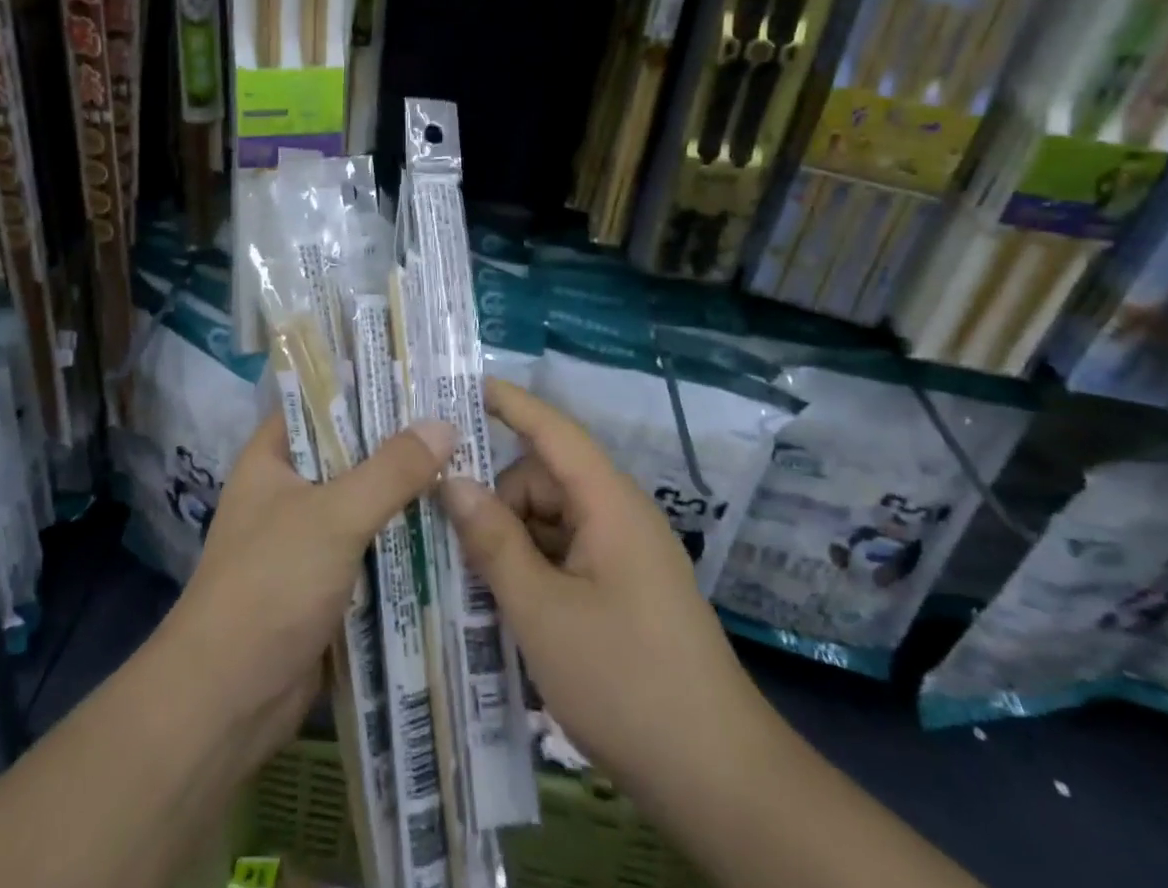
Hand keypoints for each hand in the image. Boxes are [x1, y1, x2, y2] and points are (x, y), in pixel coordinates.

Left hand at [161, 407, 456, 765]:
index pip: (322, 401)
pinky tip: (454, 530)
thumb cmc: (270, 585)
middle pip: (351, 453)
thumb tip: (445, 425)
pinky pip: (371, 548)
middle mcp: (289, 489)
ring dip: (408, 495)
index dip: (368, 386)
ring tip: (471, 468)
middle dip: (401, 444)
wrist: (227, 700)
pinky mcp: (326, 583)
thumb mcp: (334, 516)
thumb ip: (391, 470)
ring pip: (366, 503)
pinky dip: (404, 541)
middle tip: (462, 421)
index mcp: (272, 457)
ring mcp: (307, 538)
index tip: (422, 376)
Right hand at [440, 380, 765, 791]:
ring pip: (550, 522)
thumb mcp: (542, 612)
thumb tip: (452, 480)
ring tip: (471, 585)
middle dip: (496, 503)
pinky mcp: (623, 590)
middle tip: (448, 541)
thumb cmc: (626, 682)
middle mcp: (618, 516)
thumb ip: (494, 540)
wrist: (719, 780)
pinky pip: (565, 556)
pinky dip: (533, 571)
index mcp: (609, 503)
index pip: (553, 430)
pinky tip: (505, 610)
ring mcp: (624, 555)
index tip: (461, 386)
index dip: (509, 403)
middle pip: (542, 482)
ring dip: (510, 544)